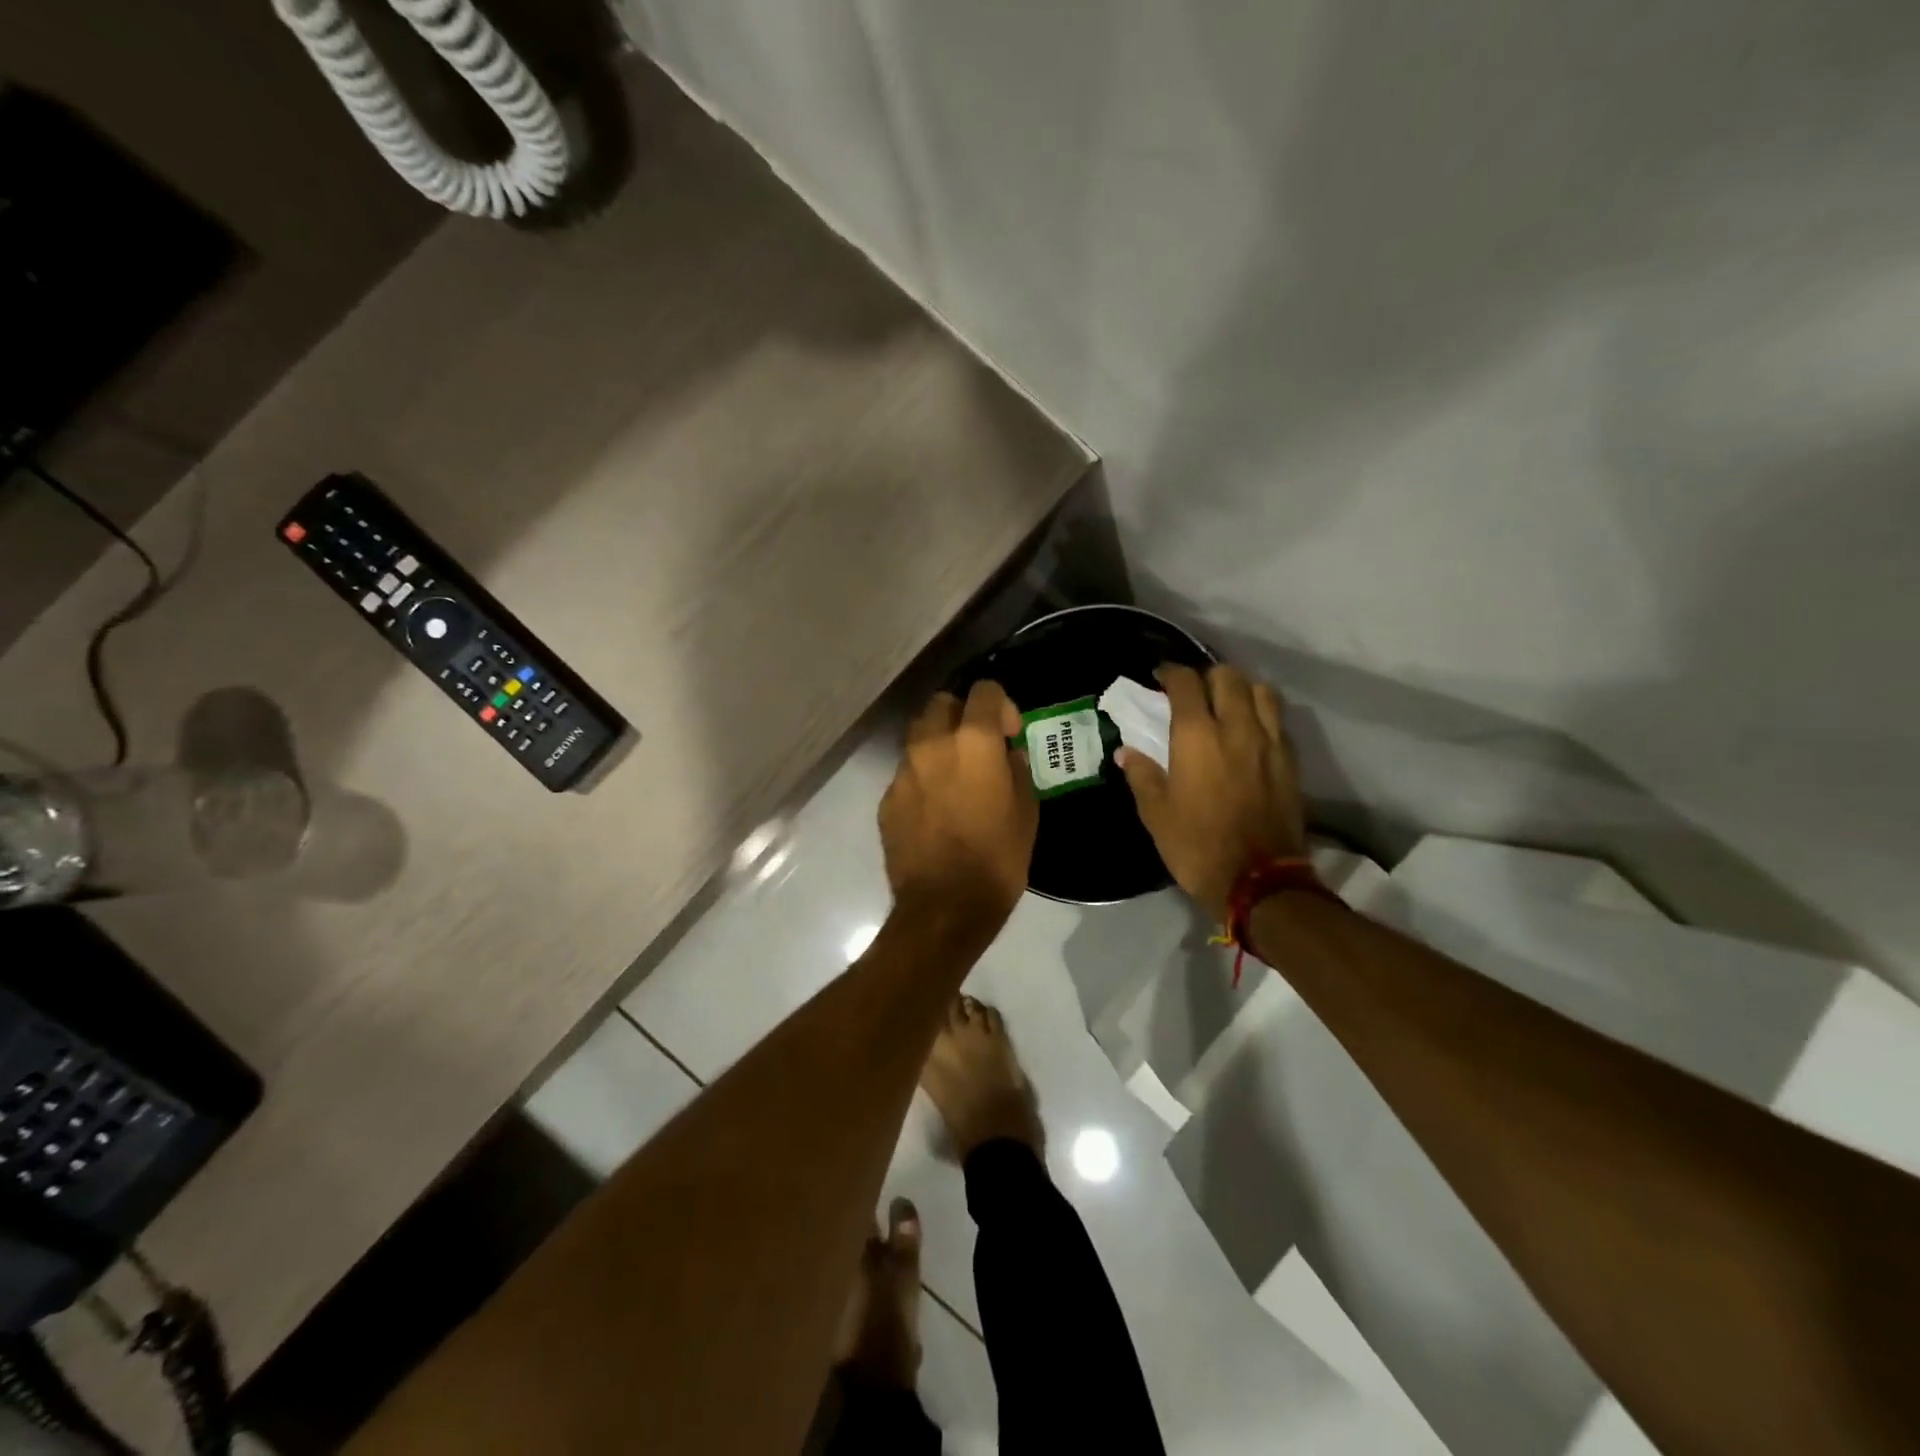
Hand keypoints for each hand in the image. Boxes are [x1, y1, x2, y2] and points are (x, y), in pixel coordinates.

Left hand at [879, 681, 1037, 932]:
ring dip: (938, 744)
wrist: (944, 907)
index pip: (984, 690)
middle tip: (978, 747)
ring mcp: (903, 771)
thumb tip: (1007, 755)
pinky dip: (922, 779)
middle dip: (961, 715)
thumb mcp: (1026, 812)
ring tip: (955, 777)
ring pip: (918, 736)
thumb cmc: (997, 859)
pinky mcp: (887, 799)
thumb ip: (1017, 770)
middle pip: (942, 703)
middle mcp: (931, 744)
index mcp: (972, 741)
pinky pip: (907, 774)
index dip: (1000, 705)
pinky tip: (935, 811)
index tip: (1008, 734)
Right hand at [1117, 663, 1306, 922]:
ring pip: (1261, 691)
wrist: (1258, 881)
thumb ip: (1142, 775)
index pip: (1186, 683)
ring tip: (1228, 704)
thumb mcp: (1156, 814)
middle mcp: (1236, 728)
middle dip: (1207, 676)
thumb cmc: (1196, 846)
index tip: (1160, 677)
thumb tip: (1126, 752)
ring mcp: (1269, 743)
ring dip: (1241, 689)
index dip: (1171, 673)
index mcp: (1197, 737)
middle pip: (1228, 677)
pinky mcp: (1290, 761)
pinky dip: (1262, 715)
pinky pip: (1278, 721)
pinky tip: (1250, 732)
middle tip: (1193, 692)